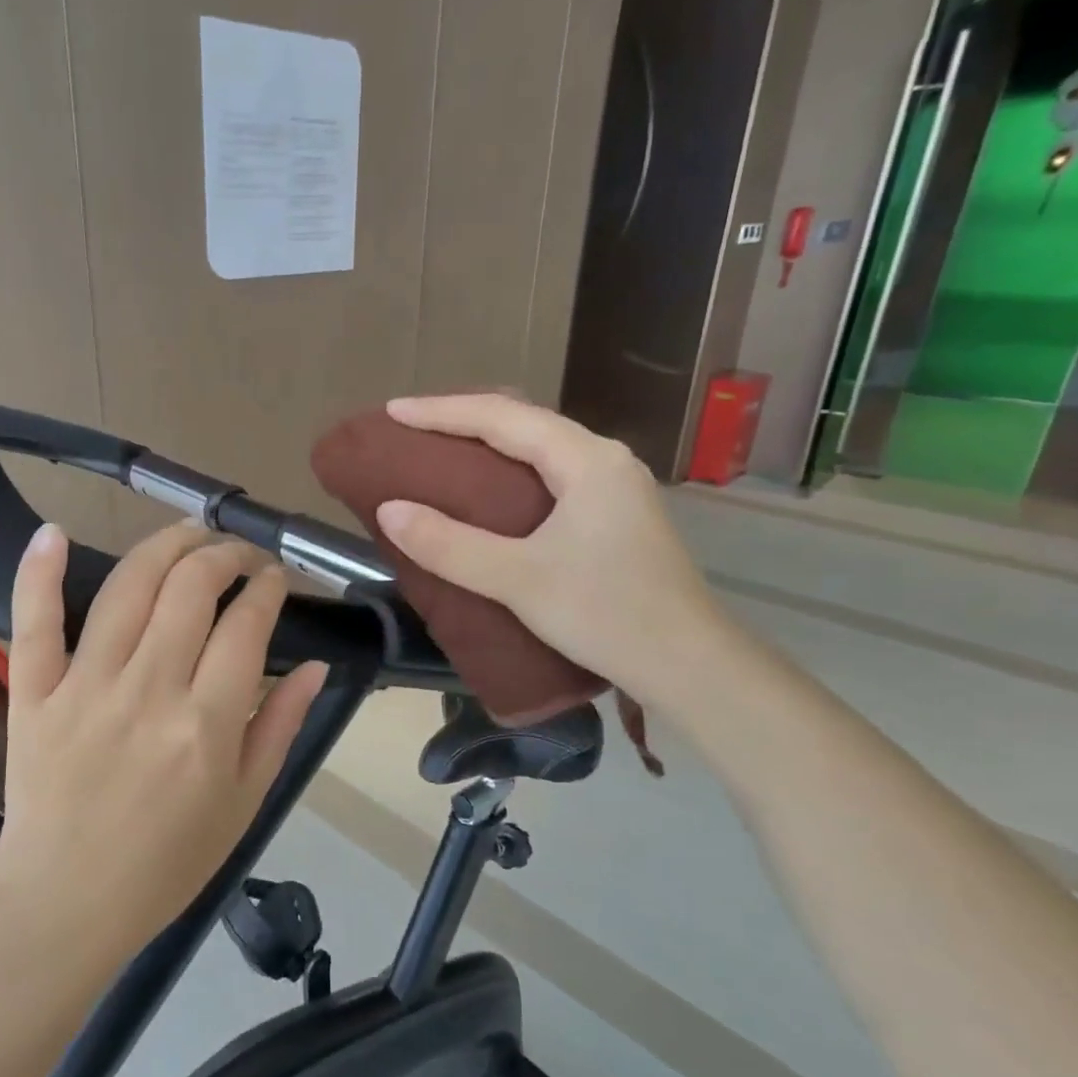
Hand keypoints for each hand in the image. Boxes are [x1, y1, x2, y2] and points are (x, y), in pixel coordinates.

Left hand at [0, 521, 327, 962]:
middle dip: (223, 555)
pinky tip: (53, 532)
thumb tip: (313, 665)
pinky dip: (39, 572)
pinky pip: (34, 622)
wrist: (67, 904)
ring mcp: (85, 686)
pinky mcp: (34, 693)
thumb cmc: (166, 863)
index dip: (266, 588)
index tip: (273, 579)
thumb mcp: (244, 804)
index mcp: (207, 724)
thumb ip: (280, 728)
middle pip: (190, 589)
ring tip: (188, 532)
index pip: (245, 625)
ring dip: (163, 546)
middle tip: (237, 554)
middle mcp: (149, 690)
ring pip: (127, 588)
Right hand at [373, 394, 724, 698]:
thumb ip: (449, 545)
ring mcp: (615, 488)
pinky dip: (509, 473)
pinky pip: (550, 475)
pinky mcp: (614, 517)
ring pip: (539, 449)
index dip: (442, 411)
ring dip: (488, 444)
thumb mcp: (517, 580)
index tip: (393, 411)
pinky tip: (488, 494)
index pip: (502, 417)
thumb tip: (389, 511)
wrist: (688, 665)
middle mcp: (604, 461)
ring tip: (440, 452)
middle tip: (412, 429)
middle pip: (524, 423)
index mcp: (586, 460)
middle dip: (463, 419)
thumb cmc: (606, 615)